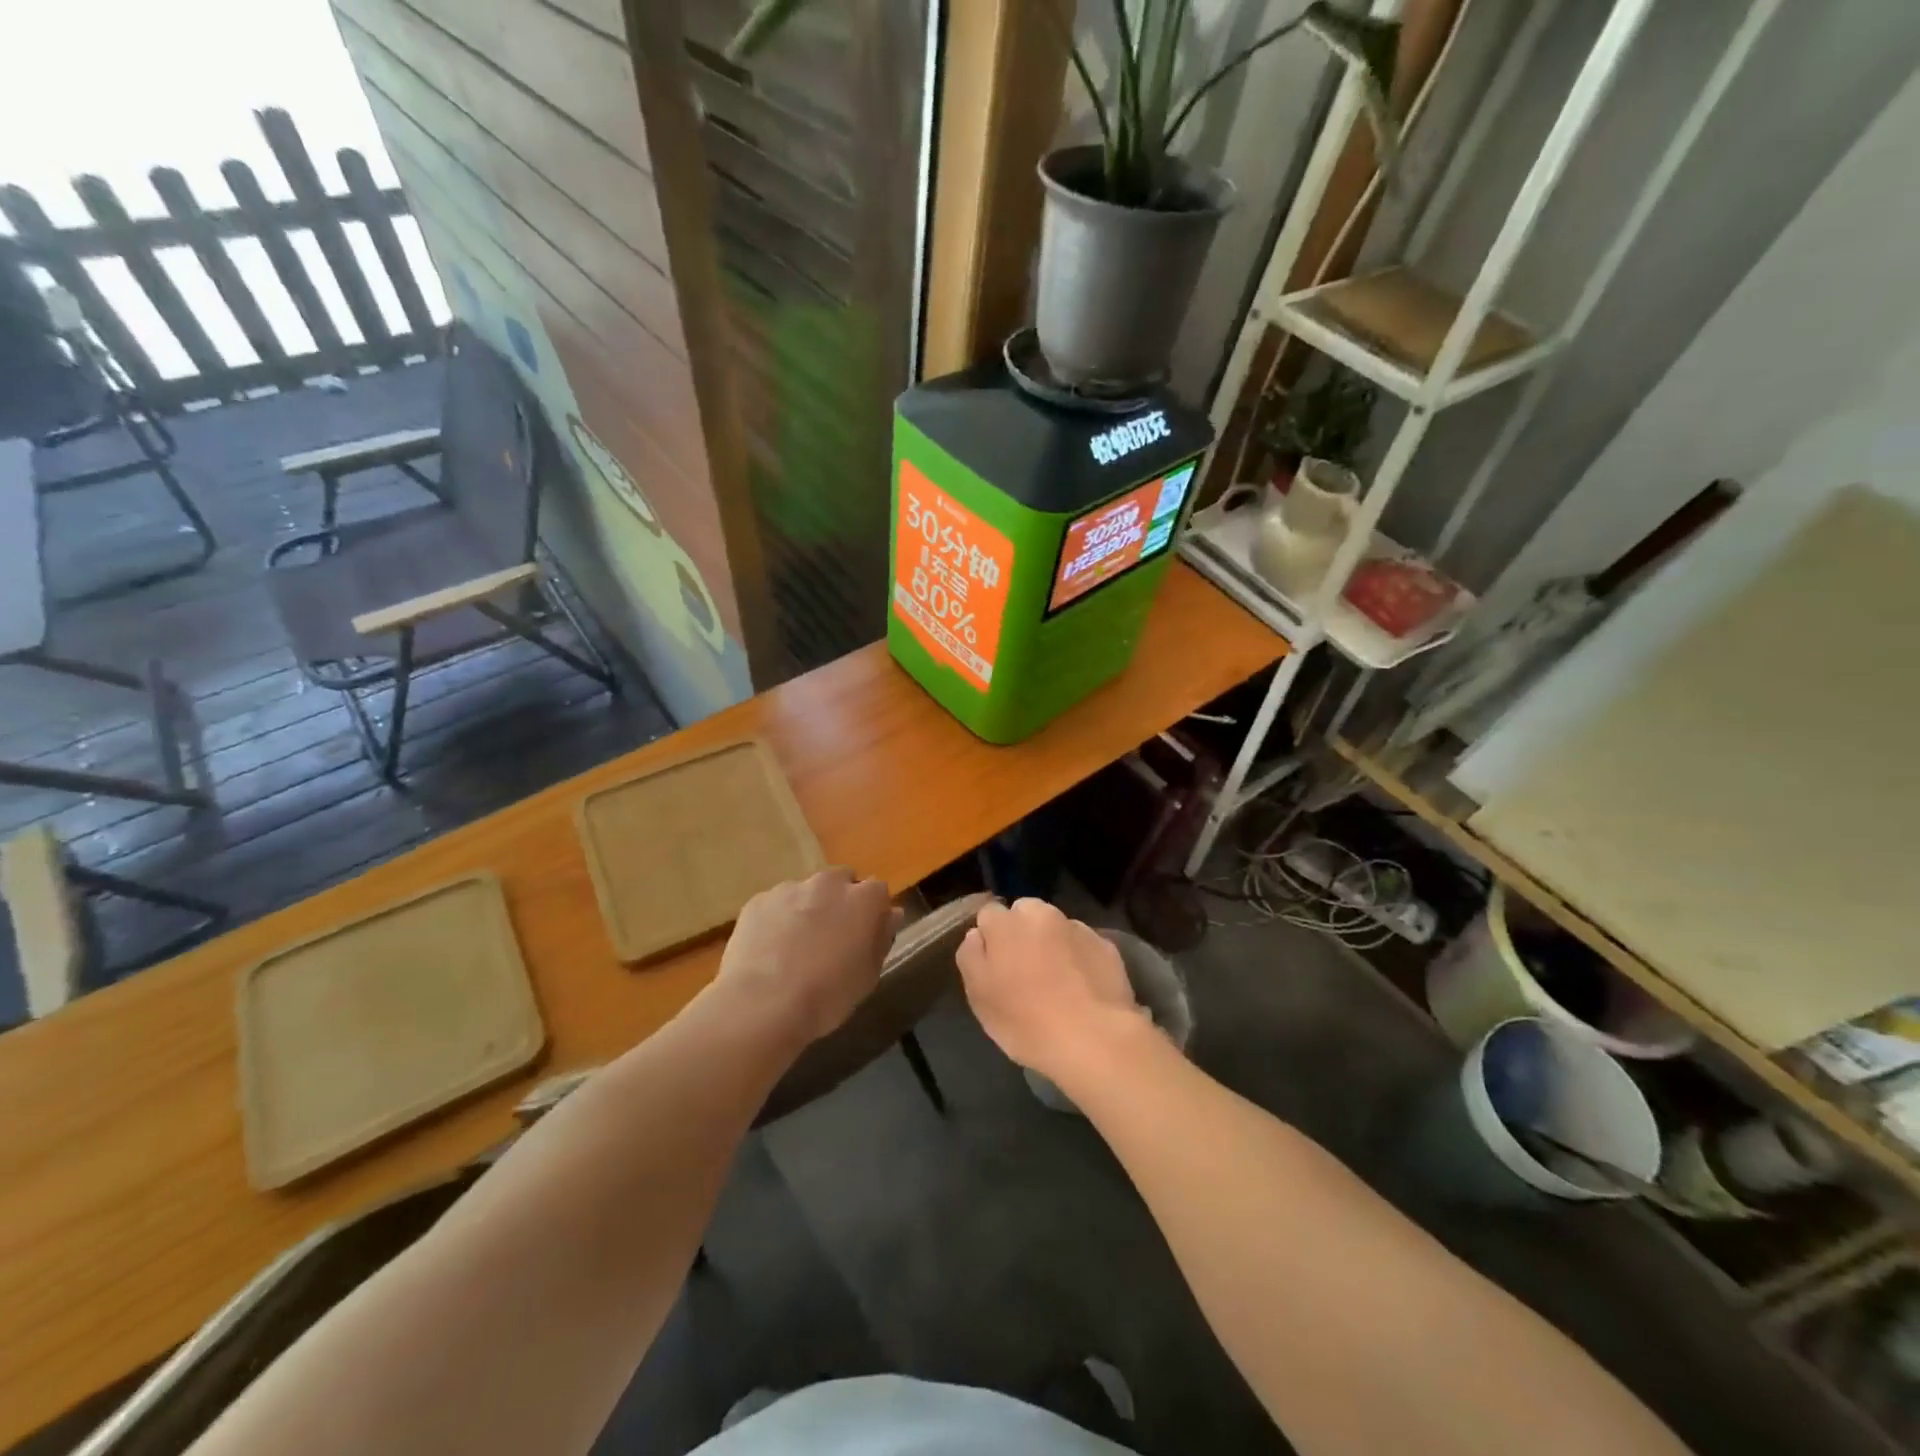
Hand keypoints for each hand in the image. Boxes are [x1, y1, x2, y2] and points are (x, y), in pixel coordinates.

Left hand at [715, 868, 896, 1044]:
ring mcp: (790, 889)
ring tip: (795, 946)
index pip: (878, 891)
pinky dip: (776, 920)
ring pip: (805, 891)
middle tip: (832, 935)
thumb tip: (890, 915)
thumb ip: (881, 938)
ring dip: (807, 908)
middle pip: (841, 880)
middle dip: (840, 900)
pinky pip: (775, 905)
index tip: (866, 933)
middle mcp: (828, 883)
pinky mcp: (758, 901)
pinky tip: (769, 950)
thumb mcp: (868, 975)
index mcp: (863, 899)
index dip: (873, 911)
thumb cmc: (828, 995)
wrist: (763, 1004)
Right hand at [956, 898, 1147, 1087]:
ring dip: (1051, 942)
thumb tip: (977, 934)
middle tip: (1024, 969)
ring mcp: (1077, 927)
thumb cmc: (1026, 1022)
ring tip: (1056, 980)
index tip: (994, 964)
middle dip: (1021, 931)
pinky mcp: (1106, 945)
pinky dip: (1078, 957)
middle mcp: (1041, 915)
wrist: (1094, 1038)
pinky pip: (1083, 944)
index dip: (990, 937)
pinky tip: (1082, 987)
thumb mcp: (979, 997)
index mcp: (1006, 924)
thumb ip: (971, 956)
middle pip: (1024, 912)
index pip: (988, 913)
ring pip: (1055, 926)